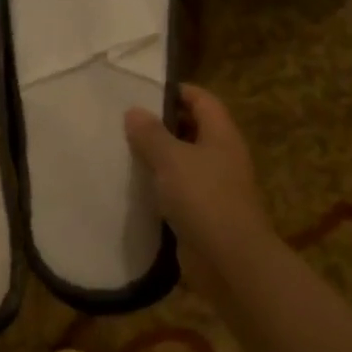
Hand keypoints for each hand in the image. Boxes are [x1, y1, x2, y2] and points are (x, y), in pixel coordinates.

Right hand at [125, 85, 276, 290]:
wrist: (229, 259)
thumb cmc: (204, 198)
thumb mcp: (172, 159)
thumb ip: (151, 134)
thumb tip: (134, 111)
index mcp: (221, 135)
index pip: (202, 100)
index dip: (176, 92)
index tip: (142, 92)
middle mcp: (221, 156)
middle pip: (192, 129)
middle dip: (161, 125)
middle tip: (124, 123)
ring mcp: (213, 186)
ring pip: (183, 162)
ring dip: (157, 158)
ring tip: (122, 152)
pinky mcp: (202, 213)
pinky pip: (178, 191)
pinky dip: (158, 187)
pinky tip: (133, 188)